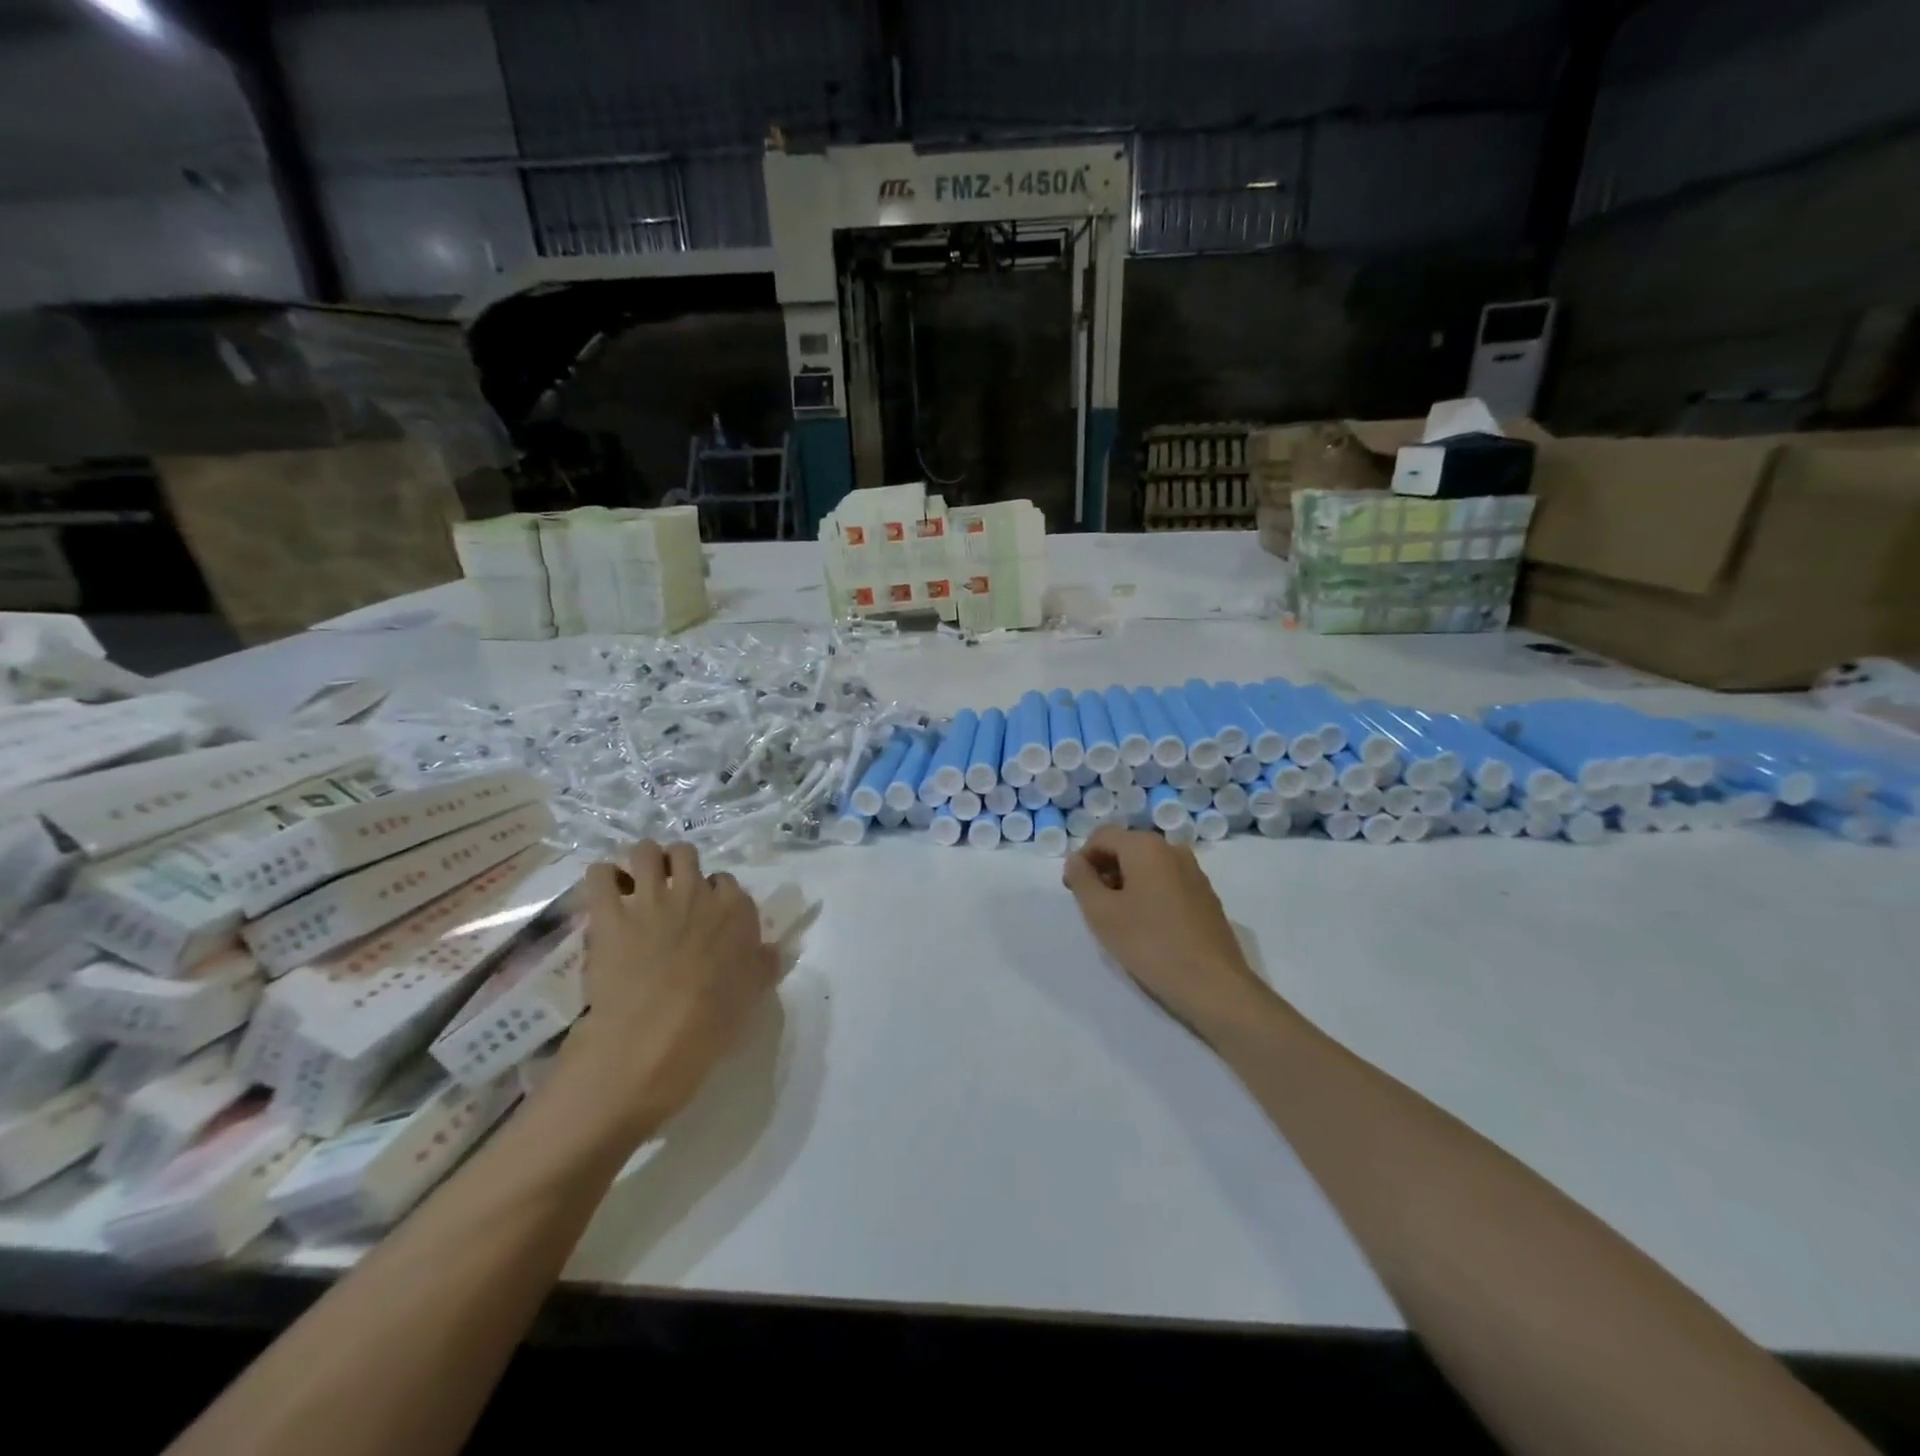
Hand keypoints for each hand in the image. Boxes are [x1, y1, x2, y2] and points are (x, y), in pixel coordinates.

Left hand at [548, 840, 780, 1145]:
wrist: (651, 1043)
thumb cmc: (710, 1024)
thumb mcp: (753, 994)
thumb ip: (763, 965)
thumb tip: (772, 950)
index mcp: (736, 911)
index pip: (727, 883)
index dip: (713, 896)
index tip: (704, 915)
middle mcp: (697, 893)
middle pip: (687, 854)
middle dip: (678, 866)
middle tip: (668, 892)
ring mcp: (652, 899)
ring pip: (645, 851)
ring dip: (640, 863)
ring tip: (633, 884)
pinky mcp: (610, 914)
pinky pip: (599, 875)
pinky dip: (601, 879)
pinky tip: (604, 896)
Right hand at [1063, 825, 1279, 1043]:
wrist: (1213, 985)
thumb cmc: (1150, 944)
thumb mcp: (1101, 912)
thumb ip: (1081, 879)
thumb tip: (1076, 860)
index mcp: (1146, 846)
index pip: (1102, 837)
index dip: (1081, 860)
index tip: (1074, 891)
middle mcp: (1173, 849)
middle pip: (1126, 848)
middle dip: (1104, 871)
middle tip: (1094, 907)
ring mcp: (1194, 872)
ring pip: (1148, 866)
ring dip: (1126, 884)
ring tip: (1120, 920)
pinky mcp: (1206, 896)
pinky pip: (1167, 882)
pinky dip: (1149, 894)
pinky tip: (1148, 927)